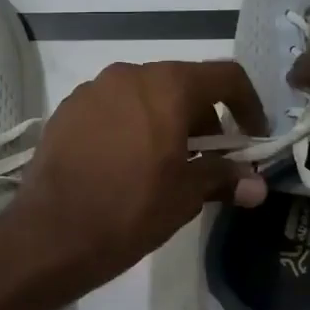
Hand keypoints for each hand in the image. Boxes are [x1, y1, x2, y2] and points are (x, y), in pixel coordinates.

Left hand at [10, 61, 268, 288]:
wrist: (51, 233)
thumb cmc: (130, 209)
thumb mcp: (186, 195)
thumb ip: (224, 178)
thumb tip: (257, 185)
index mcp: (166, 86)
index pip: (225, 76)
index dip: (248, 104)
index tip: (251, 137)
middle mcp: (128, 75)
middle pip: (181, 84)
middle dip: (203, 118)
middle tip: (209, 160)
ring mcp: (91, 90)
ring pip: (143, 95)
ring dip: (164, 121)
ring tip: (165, 164)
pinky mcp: (65, 111)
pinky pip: (111, 108)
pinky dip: (129, 126)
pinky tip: (125, 164)